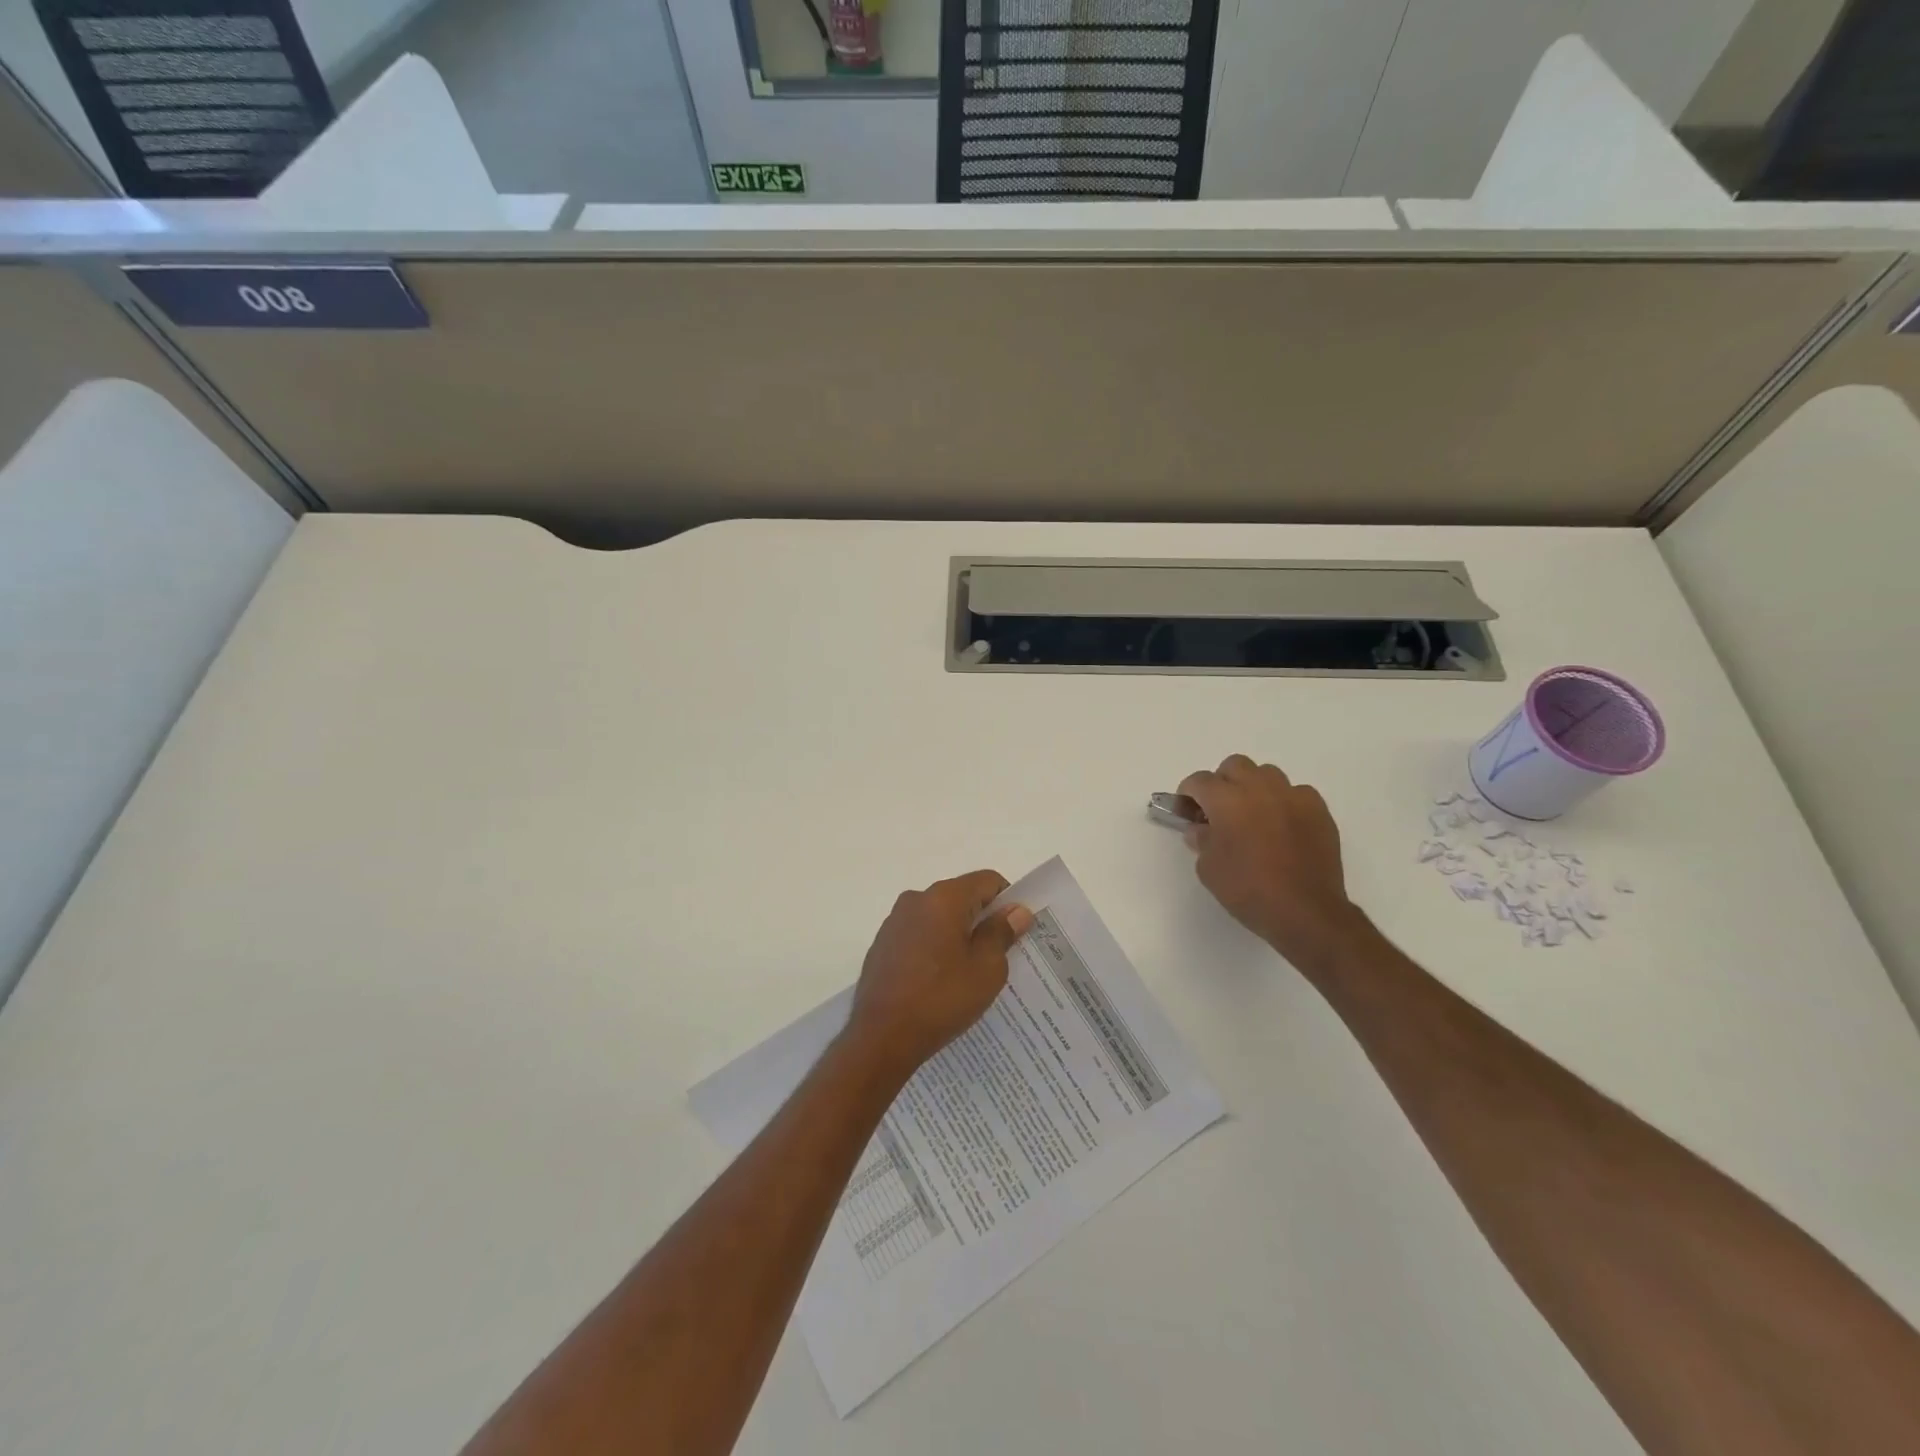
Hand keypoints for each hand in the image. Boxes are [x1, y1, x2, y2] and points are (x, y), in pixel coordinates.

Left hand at [844, 870, 1034, 1078]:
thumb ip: (1002, 933)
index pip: (987, 881)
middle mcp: (916, 899)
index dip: (1008, 901)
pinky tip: (940, 982)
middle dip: (982, 920)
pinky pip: (919, 935)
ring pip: (939, 918)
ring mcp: (895, 922)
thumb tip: (1016, 910)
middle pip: (962, 897)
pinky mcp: (882, 945)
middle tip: (999, 956)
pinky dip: (935, 949)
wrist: (881, 1037)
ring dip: (957, 936)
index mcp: (944, 897)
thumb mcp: (986, 968)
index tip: (1016, 931)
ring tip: (969, 974)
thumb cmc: (941, 998)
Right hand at [1179, 755, 1363, 965]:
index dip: (1188, 793)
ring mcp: (1293, 797)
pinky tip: (1283, 826)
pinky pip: (1297, 793)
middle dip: (1222, 782)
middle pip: (1235, 765)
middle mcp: (1259, 788)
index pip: (1199, 781)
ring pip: (1267, 774)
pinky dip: (1285, 803)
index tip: (1187, 810)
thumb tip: (1201, 829)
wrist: (1305, 912)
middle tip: (1219, 809)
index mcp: (1227, 800)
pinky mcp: (1319, 811)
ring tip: (1253, 815)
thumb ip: (1201, 840)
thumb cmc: (1248, 890)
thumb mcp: (1208, 869)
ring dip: (1254, 788)